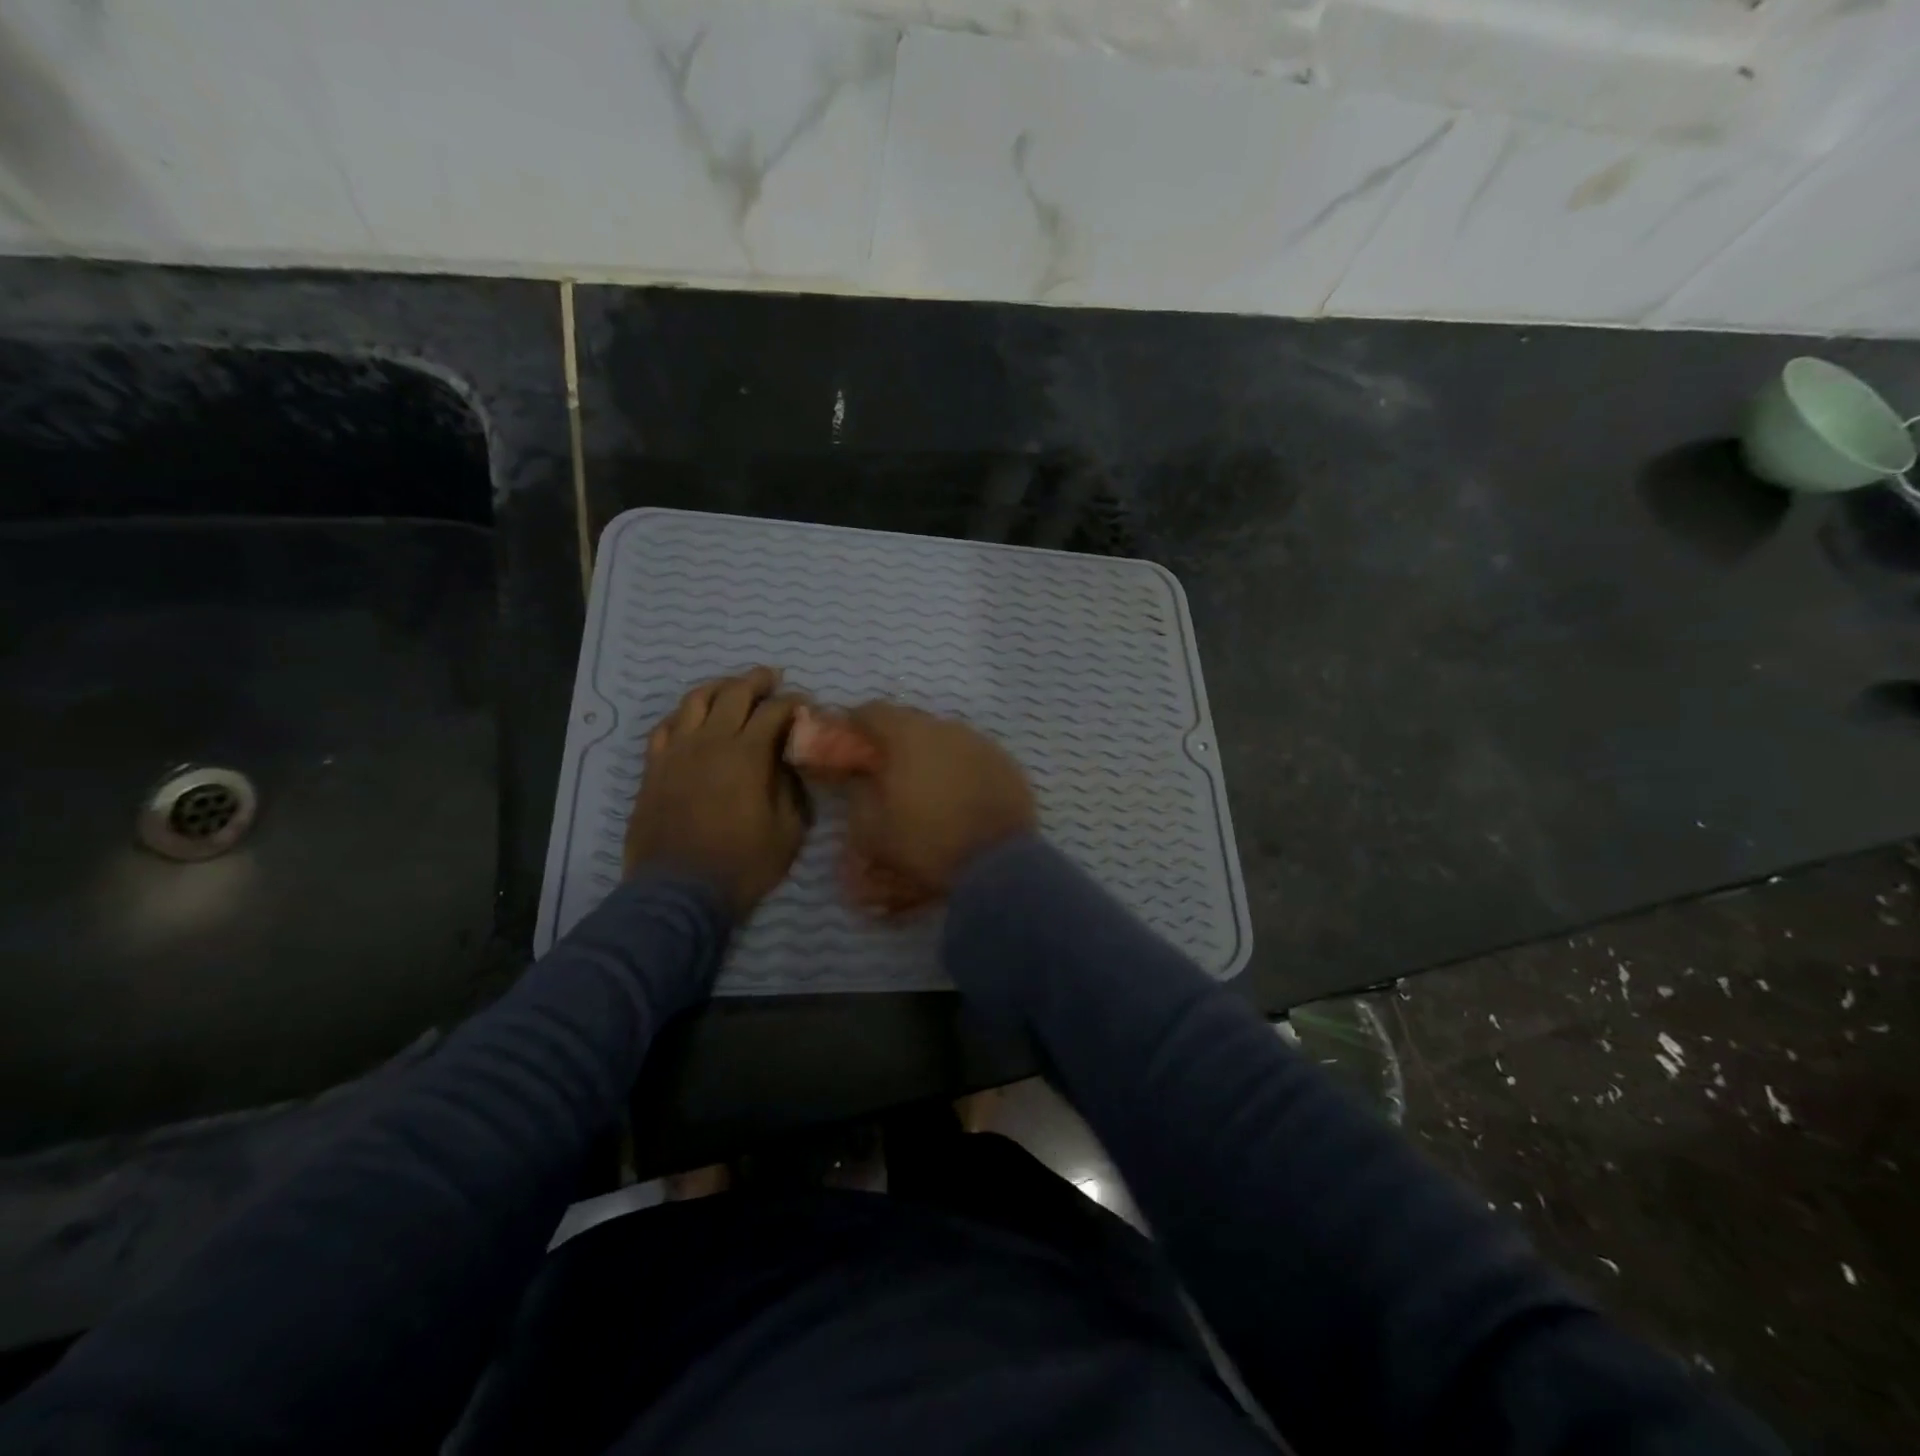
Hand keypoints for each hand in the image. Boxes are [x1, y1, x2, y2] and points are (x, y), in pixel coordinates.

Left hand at [624, 667, 807, 917]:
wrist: (678, 892)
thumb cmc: (741, 865)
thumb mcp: (788, 832)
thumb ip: (792, 789)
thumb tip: (789, 761)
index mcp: (748, 755)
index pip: (775, 711)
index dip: (794, 702)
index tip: (805, 704)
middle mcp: (711, 742)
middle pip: (734, 693)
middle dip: (757, 681)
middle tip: (772, 678)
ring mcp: (677, 752)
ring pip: (695, 701)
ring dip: (718, 687)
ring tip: (731, 688)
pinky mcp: (654, 767)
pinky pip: (665, 727)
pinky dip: (682, 715)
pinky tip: (691, 719)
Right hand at [840, 703, 1036, 907]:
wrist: (997, 864)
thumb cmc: (926, 842)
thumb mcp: (872, 830)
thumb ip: (858, 795)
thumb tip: (861, 778)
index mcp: (908, 735)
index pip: (872, 712)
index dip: (855, 726)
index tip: (849, 746)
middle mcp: (946, 728)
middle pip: (910, 722)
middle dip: (894, 741)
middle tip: (886, 768)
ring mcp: (981, 742)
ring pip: (944, 738)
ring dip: (929, 754)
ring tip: (925, 784)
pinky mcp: (1006, 763)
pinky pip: (972, 756)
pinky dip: (959, 768)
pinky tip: (958, 794)